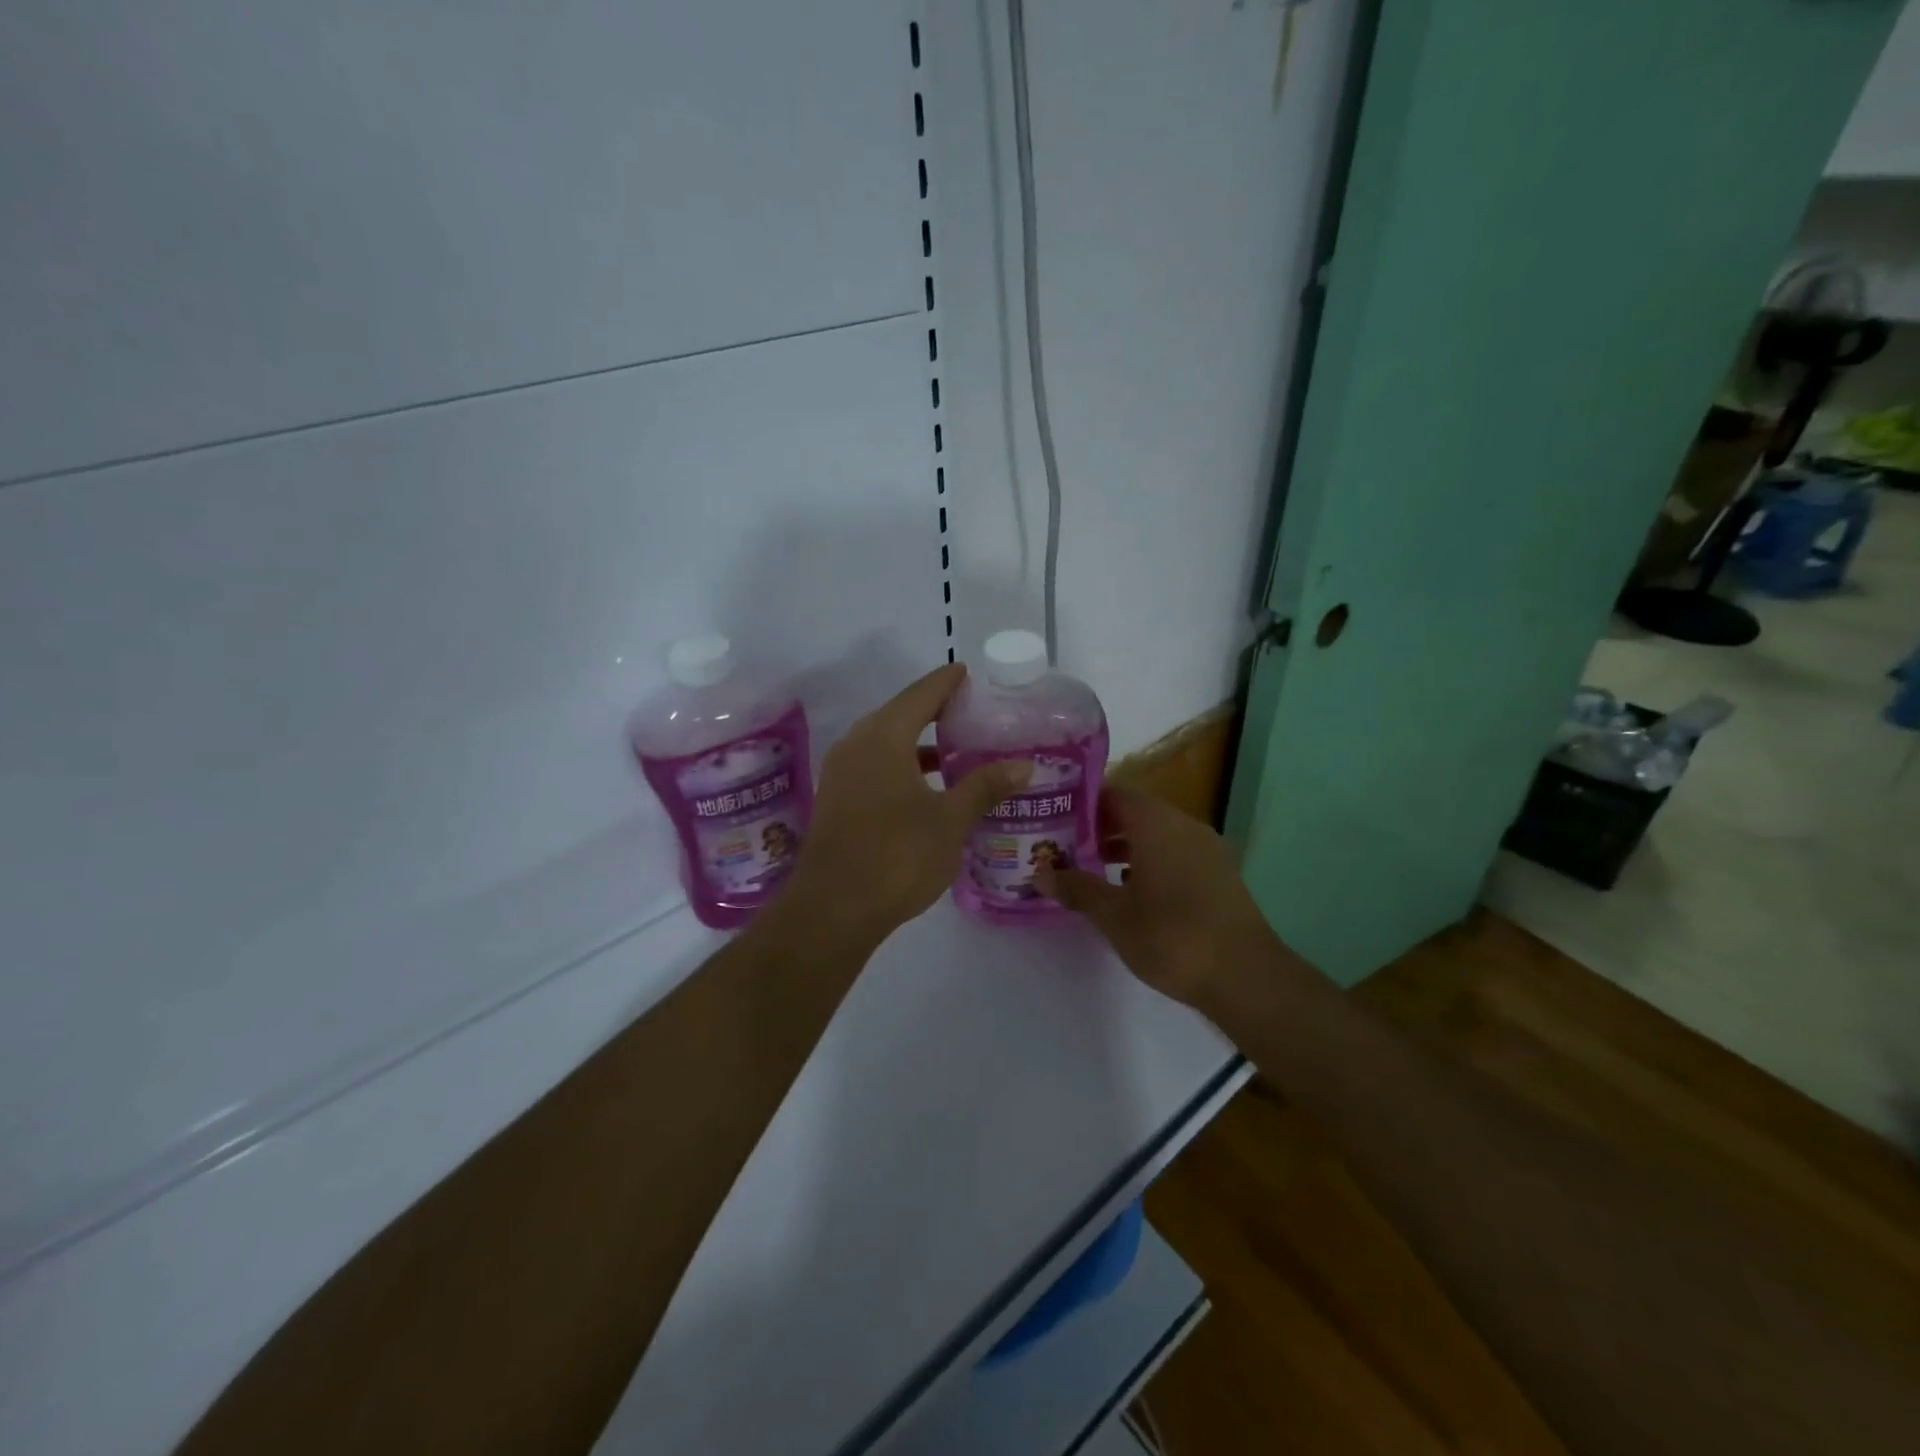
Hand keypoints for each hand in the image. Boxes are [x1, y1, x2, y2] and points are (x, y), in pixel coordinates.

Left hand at [780, 664, 1031, 944]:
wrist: (833, 909)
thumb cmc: (896, 856)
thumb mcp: (949, 820)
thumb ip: (984, 786)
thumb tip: (1024, 764)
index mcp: (883, 737)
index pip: (921, 695)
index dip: (947, 682)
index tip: (969, 673)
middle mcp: (856, 745)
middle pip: (900, 714)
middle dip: (935, 711)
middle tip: (973, 713)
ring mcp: (842, 773)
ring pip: (886, 743)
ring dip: (919, 742)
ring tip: (958, 750)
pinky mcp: (838, 800)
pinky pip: (875, 766)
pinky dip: (903, 765)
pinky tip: (928, 787)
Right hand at [1034, 786, 1276, 1007]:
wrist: (1245, 976)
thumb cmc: (1171, 935)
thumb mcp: (1113, 914)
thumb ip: (1076, 888)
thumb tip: (1040, 872)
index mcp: (1156, 823)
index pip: (1113, 794)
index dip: (1082, 803)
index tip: (1054, 818)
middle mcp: (1184, 826)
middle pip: (1134, 813)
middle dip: (1099, 828)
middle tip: (1064, 846)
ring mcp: (1207, 850)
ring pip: (1156, 835)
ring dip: (1124, 848)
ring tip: (1091, 870)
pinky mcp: (1220, 875)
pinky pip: (1176, 855)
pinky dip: (1150, 863)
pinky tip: (1132, 893)